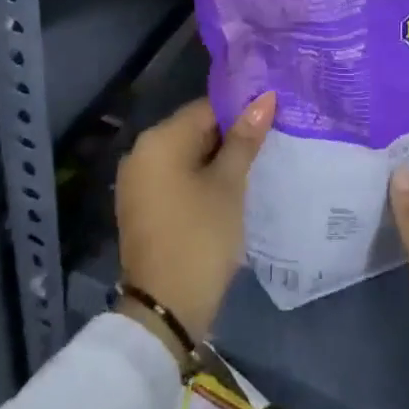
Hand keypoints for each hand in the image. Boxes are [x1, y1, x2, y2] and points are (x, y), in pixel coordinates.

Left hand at [115, 93, 274, 352]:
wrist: (164, 310)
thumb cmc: (200, 237)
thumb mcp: (229, 185)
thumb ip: (245, 139)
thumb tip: (265, 98)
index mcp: (159, 140)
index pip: (207, 108)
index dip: (241, 112)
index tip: (271, 122)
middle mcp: (140, 152)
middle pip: (194, 130)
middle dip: (229, 137)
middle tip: (268, 145)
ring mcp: (137, 181)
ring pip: (185, 155)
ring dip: (216, 160)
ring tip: (253, 167)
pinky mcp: (141, 206)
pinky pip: (174, 178)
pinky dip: (199, 179)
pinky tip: (227, 191)